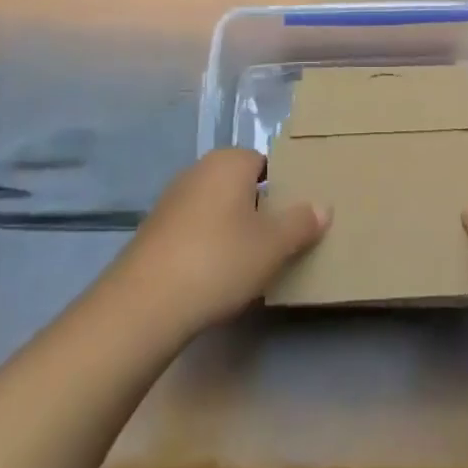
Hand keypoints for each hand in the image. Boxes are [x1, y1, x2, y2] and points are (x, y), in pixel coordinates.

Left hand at [104, 149, 327, 340]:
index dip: (283, 188)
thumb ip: (301, 223)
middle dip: (258, 208)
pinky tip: (215, 275)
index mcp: (229, 162)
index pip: (265, 163)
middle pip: (239, 184)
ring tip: (250, 262)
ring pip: (216, 207)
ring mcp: (171, 200)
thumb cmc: (218, 260)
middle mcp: (198, 171)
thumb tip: (323, 206)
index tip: (294, 217)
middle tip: (278, 241)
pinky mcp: (154, 231)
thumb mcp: (273, 246)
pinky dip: (207, 245)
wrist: (144, 304)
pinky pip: (194, 229)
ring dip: (232, 228)